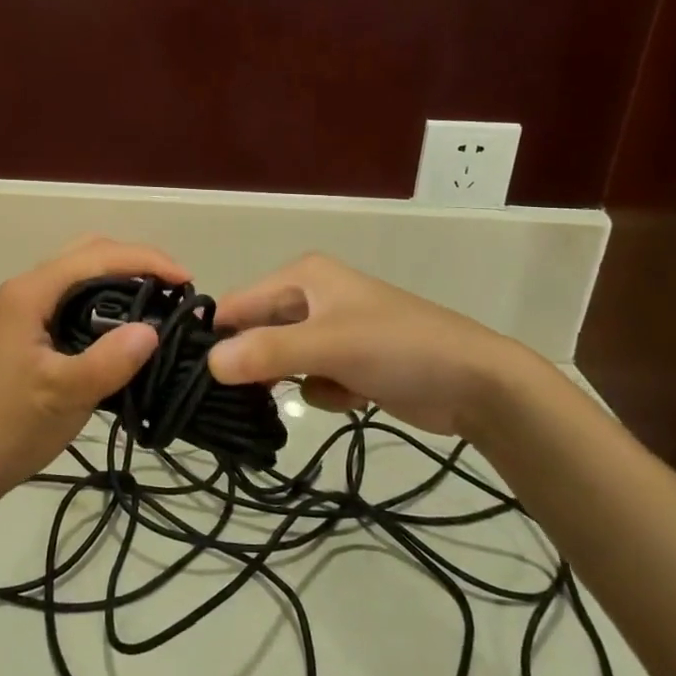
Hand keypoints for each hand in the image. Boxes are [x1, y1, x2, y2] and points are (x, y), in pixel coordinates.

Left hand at [0, 235, 190, 516]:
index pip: (97, 256)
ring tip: (159, 305)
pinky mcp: (28, 332)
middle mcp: (26, 290)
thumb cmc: (7, 428)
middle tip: (175, 291)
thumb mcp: (63, 395)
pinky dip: (106, 302)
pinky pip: (73, 300)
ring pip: (80, 276)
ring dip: (121, 280)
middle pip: (88, 253)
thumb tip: (154, 328)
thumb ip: (109, 360)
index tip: (187, 281)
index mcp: (31, 293)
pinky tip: (125, 329)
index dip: (146, 261)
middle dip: (135, 262)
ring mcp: (24, 310)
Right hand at [205, 252, 530, 438]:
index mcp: (302, 276)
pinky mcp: (349, 360)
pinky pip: (312, 379)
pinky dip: (325, 391)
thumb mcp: (328, 346)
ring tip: (315, 390)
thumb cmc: (398, 348)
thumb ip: (266, 352)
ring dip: (292, 381)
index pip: (237, 304)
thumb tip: (208, 364)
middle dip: (255, 364)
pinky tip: (352, 396)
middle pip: (258, 333)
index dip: (218, 338)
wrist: (476, 383)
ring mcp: (331, 330)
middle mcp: (311, 297)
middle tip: (244, 398)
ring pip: (282, 360)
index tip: (199, 378)